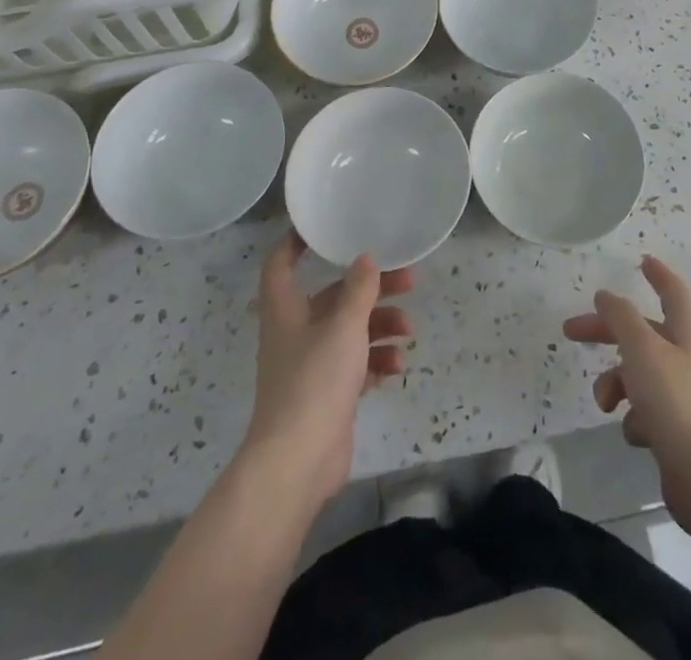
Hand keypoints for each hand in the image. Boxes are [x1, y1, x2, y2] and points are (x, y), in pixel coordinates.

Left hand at [242, 232, 413, 508]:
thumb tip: (365, 258)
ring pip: (351, 331)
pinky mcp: (329, 394)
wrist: (297, 463)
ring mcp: (312, 365)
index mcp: (287, 309)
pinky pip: (357, 365)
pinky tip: (398, 366)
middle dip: (371, 288)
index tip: (325, 227)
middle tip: (409, 281)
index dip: (297, 242)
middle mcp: (296, 332)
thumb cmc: (314, 381)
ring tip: (409, 331)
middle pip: (334, 297)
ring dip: (381, 326)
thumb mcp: (343, 326)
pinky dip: (377, 361)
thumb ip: (358, 290)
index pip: (281, 264)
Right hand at [564, 256, 690, 532]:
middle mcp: (687, 359)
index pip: (673, 291)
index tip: (641, 261)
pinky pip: (646, 412)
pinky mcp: (678, 432)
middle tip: (571, 332)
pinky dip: (634, 418)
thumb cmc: (677, 404)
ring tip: (605, 404)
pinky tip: (637, 434)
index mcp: (686, 333)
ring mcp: (684, 397)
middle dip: (607, 331)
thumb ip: (621, 318)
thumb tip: (606, 295)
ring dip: (616, 383)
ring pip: (639, 374)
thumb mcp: (642, 350)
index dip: (657, 274)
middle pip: (642, 333)